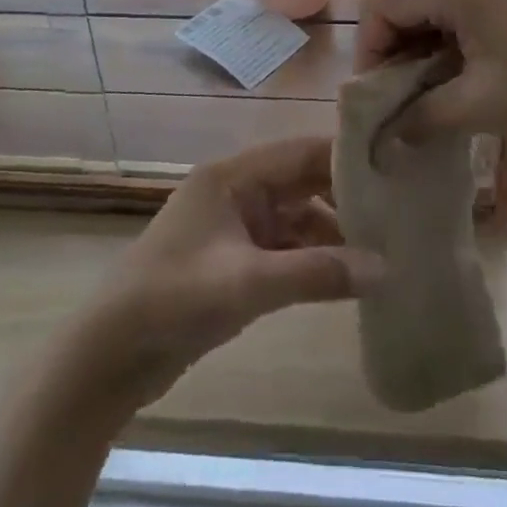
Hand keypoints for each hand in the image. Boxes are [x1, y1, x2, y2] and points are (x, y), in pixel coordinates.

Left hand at [74, 137, 381, 406]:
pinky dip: (312, 260)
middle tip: (396, 214)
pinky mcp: (233, 262)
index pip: (300, 152)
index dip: (345, 158)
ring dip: (331, 233)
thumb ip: (317, 272)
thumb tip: (386, 268)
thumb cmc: (173, 299)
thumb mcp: (248, 283)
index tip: (393, 169)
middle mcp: (236, 191)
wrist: (110, 355)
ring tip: (380, 252)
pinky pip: (284, 249)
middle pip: (301, 182)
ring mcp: (234, 227)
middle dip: (344, 197)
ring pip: (295, 218)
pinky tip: (344, 280)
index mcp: (233, 176)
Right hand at [355, 0, 506, 148]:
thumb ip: (423, 119)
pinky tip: (459, 93)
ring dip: (422, 60)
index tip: (373, 100)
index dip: (368, 52)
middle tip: (395, 107)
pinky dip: (450, 57)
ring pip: (435, 20)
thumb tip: (382, 140)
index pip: (383, 7)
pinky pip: (464, 27)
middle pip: (406, 10)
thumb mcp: (483, 107)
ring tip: (425, 107)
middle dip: (393, 57)